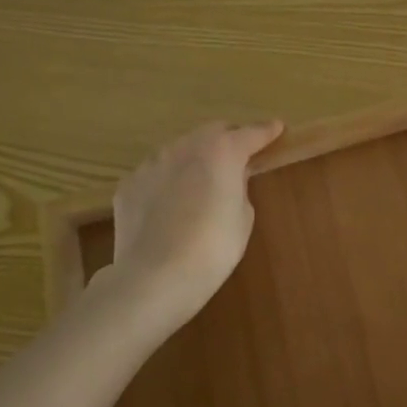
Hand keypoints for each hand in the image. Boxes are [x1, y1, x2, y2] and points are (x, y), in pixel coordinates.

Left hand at [90, 119, 283, 337]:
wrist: (153, 278)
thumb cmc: (212, 248)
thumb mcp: (243, 217)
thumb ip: (240, 187)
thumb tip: (230, 179)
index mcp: (223, 151)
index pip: (251, 133)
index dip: (267, 131)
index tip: (277, 128)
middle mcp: (186, 147)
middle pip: (213, 131)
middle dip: (229, 139)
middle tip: (239, 157)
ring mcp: (152, 163)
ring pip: (181, 149)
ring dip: (196, 157)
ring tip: (201, 183)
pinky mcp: (129, 184)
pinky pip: (156, 173)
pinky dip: (168, 180)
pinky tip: (170, 205)